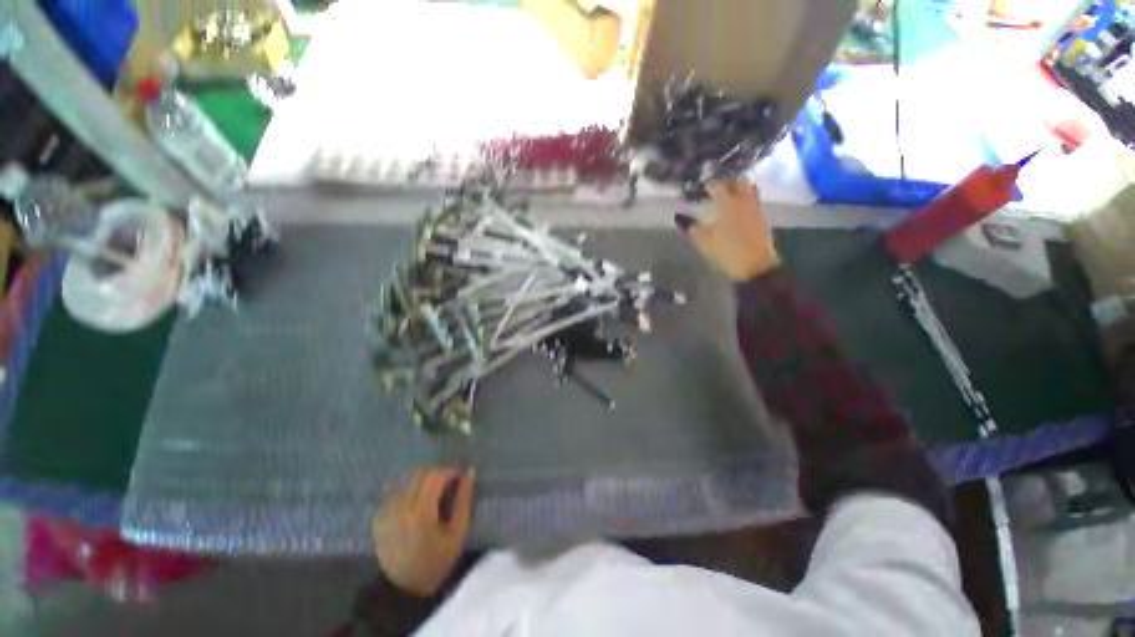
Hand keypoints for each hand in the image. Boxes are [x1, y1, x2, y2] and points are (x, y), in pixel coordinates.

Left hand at [373, 468, 475, 596]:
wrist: (402, 591)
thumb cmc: (436, 562)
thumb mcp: (457, 533)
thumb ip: (464, 500)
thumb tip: (470, 472)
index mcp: (422, 512)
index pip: (436, 475)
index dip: (450, 471)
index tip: (459, 478)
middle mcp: (401, 507)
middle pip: (420, 473)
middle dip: (437, 474)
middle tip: (447, 485)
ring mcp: (387, 511)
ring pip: (407, 479)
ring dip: (423, 479)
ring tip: (433, 492)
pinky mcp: (379, 516)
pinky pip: (396, 491)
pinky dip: (409, 489)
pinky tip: (417, 501)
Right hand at [675, 180, 779, 280]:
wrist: (755, 264)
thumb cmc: (726, 251)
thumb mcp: (703, 242)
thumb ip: (692, 228)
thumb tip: (682, 219)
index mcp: (726, 203)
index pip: (716, 185)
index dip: (708, 184)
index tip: (701, 186)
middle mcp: (742, 200)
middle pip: (736, 181)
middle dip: (726, 181)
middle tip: (716, 187)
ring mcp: (754, 207)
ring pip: (749, 187)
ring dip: (739, 186)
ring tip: (730, 192)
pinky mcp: (762, 215)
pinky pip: (754, 198)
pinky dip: (746, 197)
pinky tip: (739, 206)